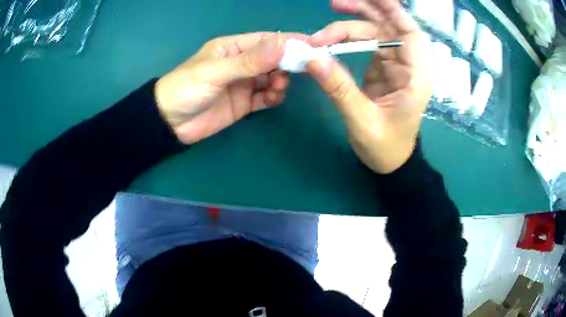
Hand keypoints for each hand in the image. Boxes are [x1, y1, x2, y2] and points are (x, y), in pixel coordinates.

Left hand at [155, 32, 306, 143]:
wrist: (169, 123)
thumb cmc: (187, 88)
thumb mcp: (216, 71)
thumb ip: (250, 61)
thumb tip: (284, 44)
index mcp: (233, 47)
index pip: (267, 40)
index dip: (289, 41)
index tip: (312, 46)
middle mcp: (242, 63)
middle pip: (273, 59)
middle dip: (289, 62)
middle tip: (305, 69)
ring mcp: (244, 84)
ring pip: (272, 78)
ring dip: (281, 81)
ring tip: (278, 86)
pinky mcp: (244, 103)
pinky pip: (266, 97)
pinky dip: (274, 97)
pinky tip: (273, 98)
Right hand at [307, 0, 430, 173]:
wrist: (390, 162)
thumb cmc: (385, 147)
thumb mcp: (361, 120)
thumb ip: (339, 88)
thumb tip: (312, 58)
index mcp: (414, 77)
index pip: (411, 34)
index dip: (394, 12)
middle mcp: (407, 65)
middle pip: (390, 27)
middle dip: (365, 11)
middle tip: (335, 3)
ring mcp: (394, 65)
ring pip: (376, 32)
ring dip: (352, 22)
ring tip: (326, 18)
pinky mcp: (382, 68)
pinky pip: (367, 44)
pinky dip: (348, 37)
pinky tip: (331, 36)